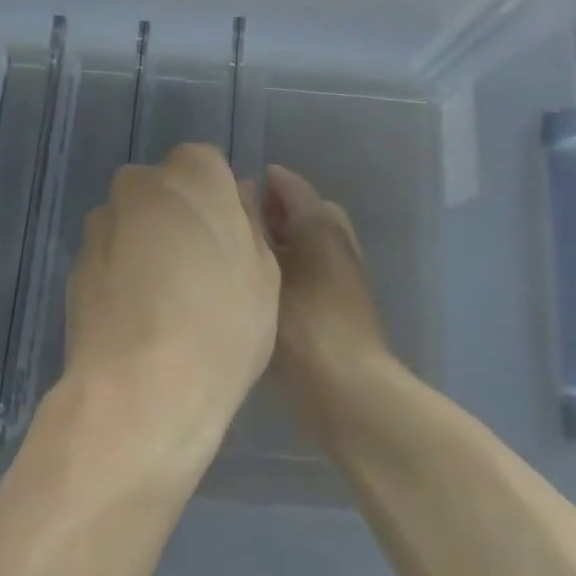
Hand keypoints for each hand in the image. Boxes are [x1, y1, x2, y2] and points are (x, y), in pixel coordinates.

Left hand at [60, 145, 278, 472]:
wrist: (138, 392)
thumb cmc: (221, 325)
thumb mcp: (265, 274)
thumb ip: (248, 223)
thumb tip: (236, 198)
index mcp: (192, 172)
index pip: (208, 166)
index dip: (219, 203)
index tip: (228, 243)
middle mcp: (139, 183)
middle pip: (165, 192)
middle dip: (179, 218)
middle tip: (201, 272)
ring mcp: (101, 222)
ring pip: (134, 223)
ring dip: (146, 246)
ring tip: (165, 305)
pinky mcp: (74, 263)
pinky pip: (109, 258)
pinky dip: (121, 276)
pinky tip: (137, 321)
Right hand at [261, 165, 399, 438]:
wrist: (350, 392)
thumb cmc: (303, 324)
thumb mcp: (265, 272)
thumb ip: (251, 232)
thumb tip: (240, 202)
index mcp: (320, 221)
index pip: (288, 184)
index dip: (259, 182)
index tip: (225, 191)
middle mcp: (338, 238)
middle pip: (304, 210)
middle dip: (273, 211)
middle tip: (238, 222)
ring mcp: (345, 272)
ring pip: (310, 241)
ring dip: (284, 241)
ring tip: (246, 255)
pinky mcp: (345, 304)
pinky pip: (313, 267)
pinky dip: (293, 266)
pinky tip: (265, 287)